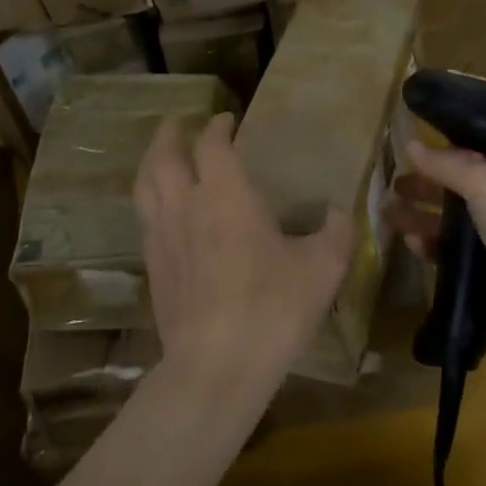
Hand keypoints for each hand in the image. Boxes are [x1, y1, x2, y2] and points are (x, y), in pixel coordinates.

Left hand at [134, 113, 355, 388]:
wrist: (217, 365)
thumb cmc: (273, 307)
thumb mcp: (323, 268)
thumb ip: (336, 232)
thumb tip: (340, 212)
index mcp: (226, 194)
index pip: (213, 144)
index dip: (218, 127)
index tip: (226, 120)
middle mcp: (185, 205)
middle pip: (164, 156)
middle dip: (171, 133)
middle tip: (179, 122)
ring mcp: (161, 237)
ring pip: (145, 185)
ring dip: (151, 161)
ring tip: (158, 155)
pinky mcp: (152, 267)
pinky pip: (144, 218)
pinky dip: (151, 200)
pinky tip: (161, 211)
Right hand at [383, 142, 485, 348]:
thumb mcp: (485, 182)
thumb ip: (447, 164)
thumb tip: (411, 145)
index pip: (483, 157)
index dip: (451, 153)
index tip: (418, 152)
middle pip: (462, 190)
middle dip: (427, 187)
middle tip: (395, 185)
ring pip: (453, 224)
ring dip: (421, 217)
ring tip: (387, 214)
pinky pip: (452, 255)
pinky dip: (431, 247)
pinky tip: (411, 244)